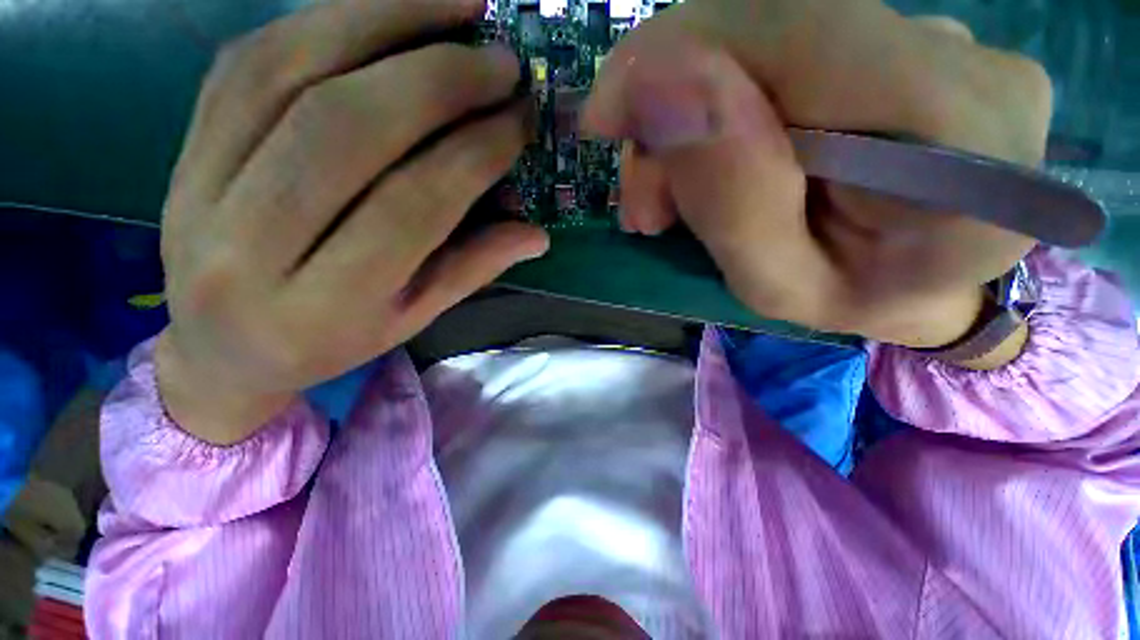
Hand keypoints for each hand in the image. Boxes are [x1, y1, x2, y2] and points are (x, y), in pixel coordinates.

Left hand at [157, 0, 547, 443]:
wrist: (220, 347)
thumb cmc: (330, 341)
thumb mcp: (412, 318)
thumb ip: (472, 269)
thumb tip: (537, 234)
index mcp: (327, 306)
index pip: (412, 208)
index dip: (474, 155)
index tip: (519, 121)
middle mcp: (253, 246)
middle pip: (347, 129)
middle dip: (437, 80)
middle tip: (499, 60)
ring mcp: (201, 187)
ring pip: (291, 74)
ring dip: (383, 21)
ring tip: (456, 3)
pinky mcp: (184, 146)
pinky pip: (251, 59)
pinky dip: (325, 20)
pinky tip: (383, 8)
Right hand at [582, 0, 1050, 352]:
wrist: (923, 283)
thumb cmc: (851, 302)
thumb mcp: (776, 285)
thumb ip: (732, 199)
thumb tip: (657, 88)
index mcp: (961, 150)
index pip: (799, 36)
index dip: (678, 56)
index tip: (602, 118)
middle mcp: (969, 67)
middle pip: (775, 27)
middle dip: (674, 102)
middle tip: (646, 197)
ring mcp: (945, 42)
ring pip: (770, 37)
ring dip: (694, 114)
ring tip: (671, 196)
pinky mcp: (910, 41)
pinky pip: (788, 46)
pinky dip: (727, 101)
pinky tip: (715, 160)